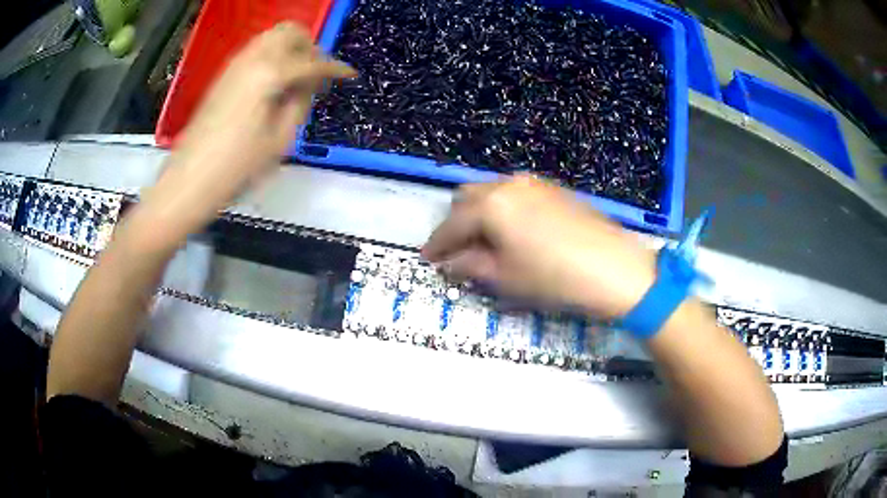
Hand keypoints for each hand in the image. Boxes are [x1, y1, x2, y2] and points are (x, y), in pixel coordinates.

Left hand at [169, 22, 355, 204]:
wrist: (190, 179)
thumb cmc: (236, 167)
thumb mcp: (280, 139)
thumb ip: (300, 103)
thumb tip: (309, 85)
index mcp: (269, 74)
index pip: (312, 61)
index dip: (335, 68)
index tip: (349, 76)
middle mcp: (252, 59)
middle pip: (290, 32)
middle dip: (310, 48)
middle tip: (317, 75)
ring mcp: (235, 65)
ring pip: (272, 37)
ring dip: (291, 50)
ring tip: (297, 80)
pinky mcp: (225, 75)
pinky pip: (257, 51)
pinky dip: (273, 58)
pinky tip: (275, 84)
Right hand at [421, 175, 657, 317]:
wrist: (615, 269)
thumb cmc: (554, 278)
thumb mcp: (505, 278)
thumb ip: (470, 266)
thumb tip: (449, 263)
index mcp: (491, 204)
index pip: (451, 224)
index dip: (436, 244)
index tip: (428, 260)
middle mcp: (508, 183)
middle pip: (467, 198)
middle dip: (457, 224)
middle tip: (458, 251)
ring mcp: (534, 182)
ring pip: (492, 192)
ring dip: (480, 214)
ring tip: (486, 242)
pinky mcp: (554, 189)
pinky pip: (516, 193)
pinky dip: (504, 209)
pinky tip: (515, 232)